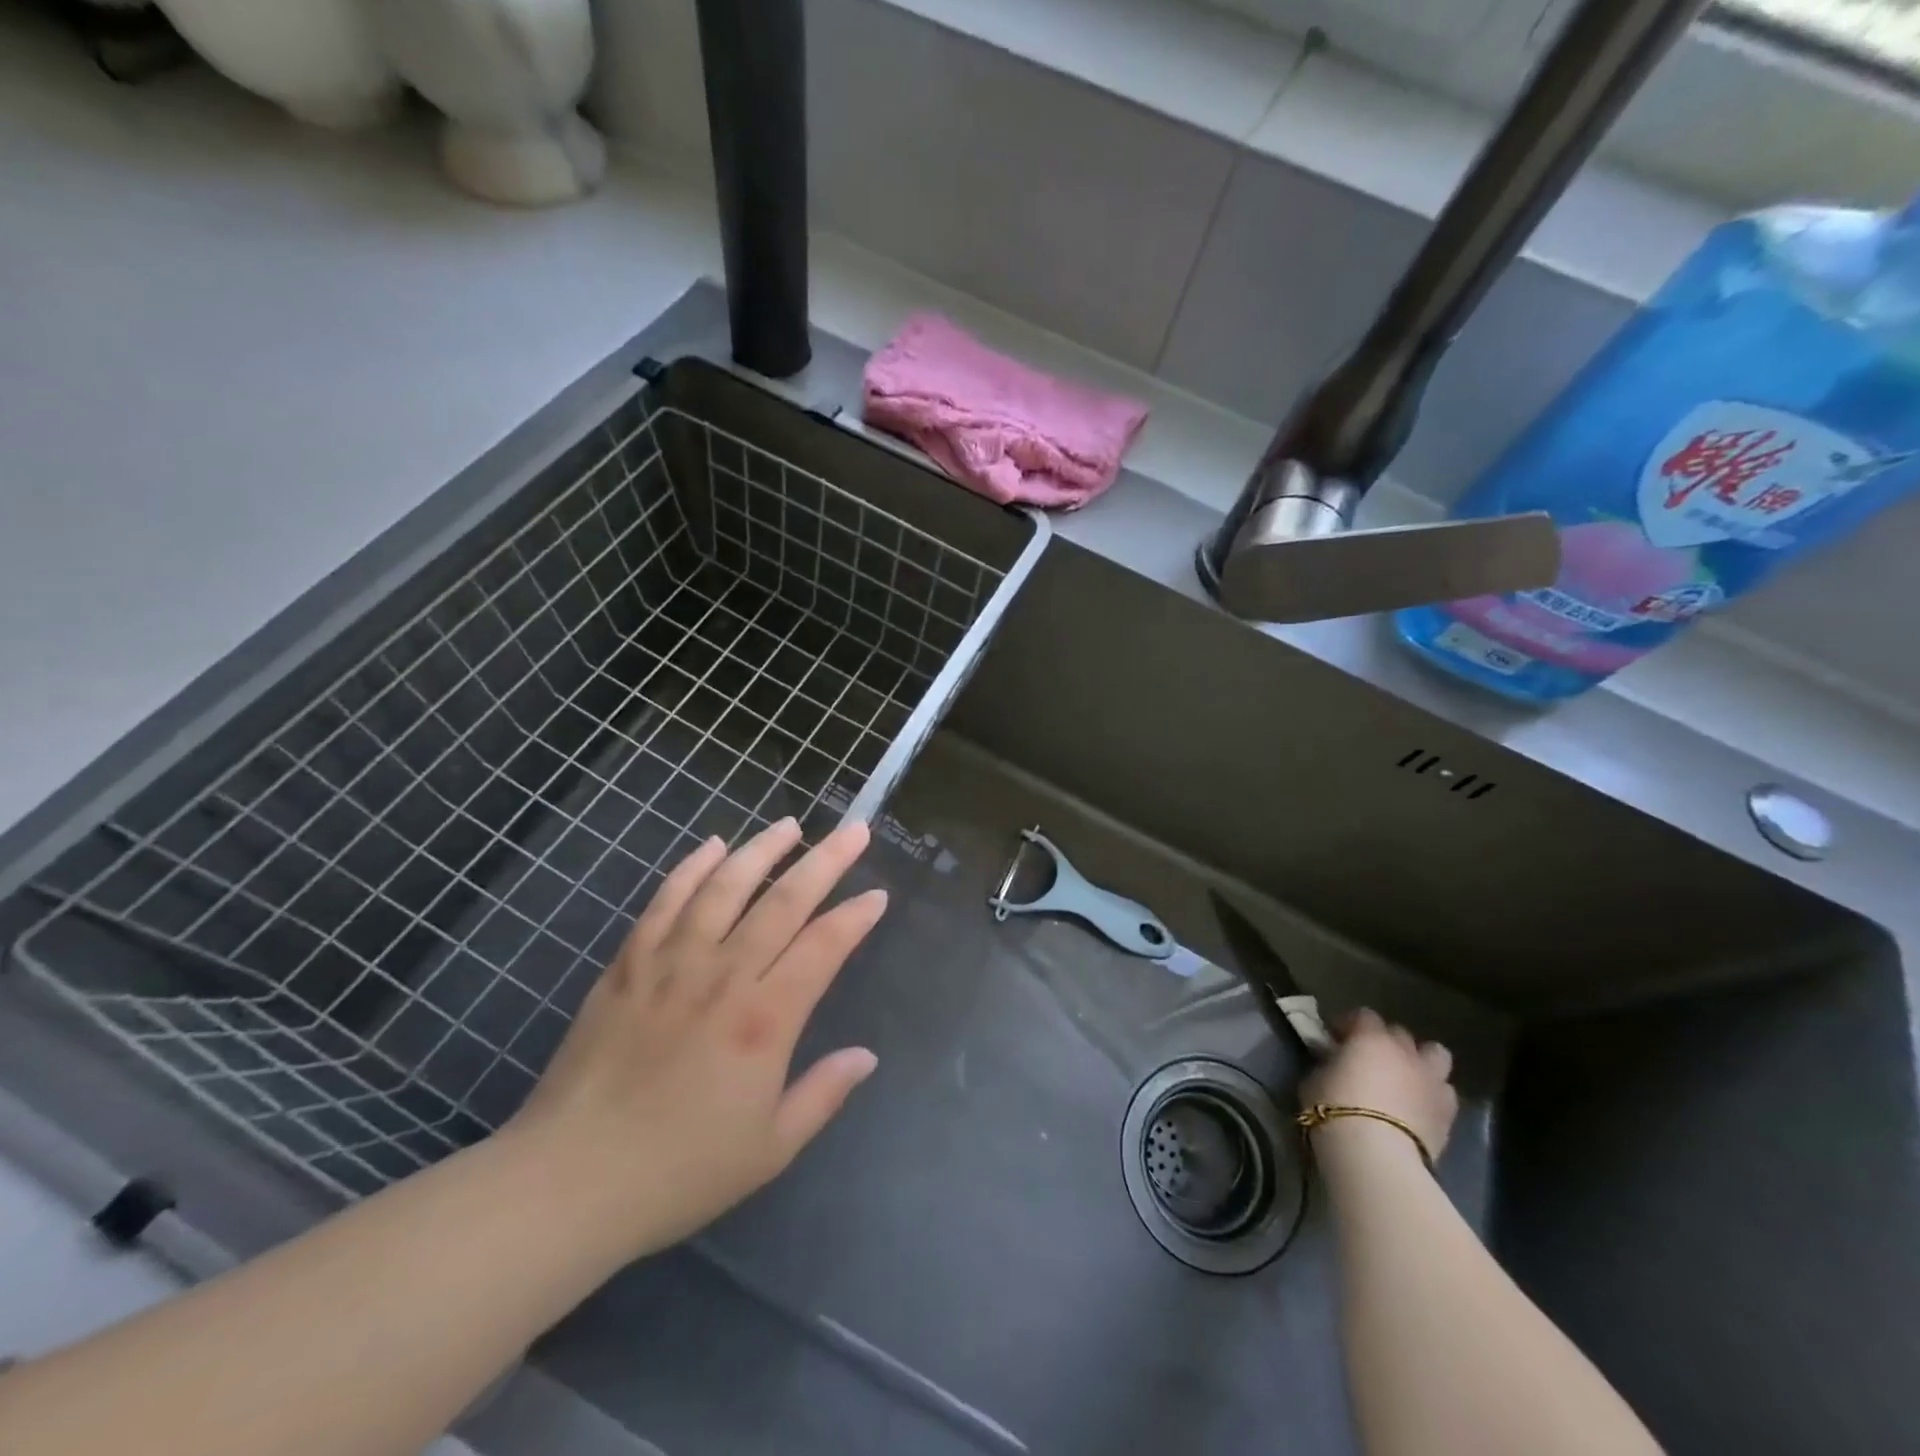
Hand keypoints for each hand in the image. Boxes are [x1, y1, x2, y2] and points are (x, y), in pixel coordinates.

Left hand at [503, 818, 886, 1262]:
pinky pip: (666, 900)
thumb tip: (865, 1056)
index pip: (823, 946)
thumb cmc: (679, 1171)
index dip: (855, 916)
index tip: (877, 894)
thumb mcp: (770, 1148)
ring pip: (726, 886)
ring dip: (762, 850)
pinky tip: (714, 846)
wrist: (569, 1181)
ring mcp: (672, 962)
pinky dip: (692, 868)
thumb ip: (823, 1094)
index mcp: (765, 1019)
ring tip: (789, 825)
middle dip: (825, 860)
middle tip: (853, 831)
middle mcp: (724, 975)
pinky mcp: (629, 964)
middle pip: (784, 900)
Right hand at [1301, 1008, 1457, 1164]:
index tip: (1335, 1039)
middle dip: (1385, 1042)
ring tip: (1404, 1078)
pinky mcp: (1448, 1114)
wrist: (1376, 1155)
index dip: (1349, 1025)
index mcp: (1371, 1038)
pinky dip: (1432, 1094)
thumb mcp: (1315, 1077)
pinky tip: (1417, 1106)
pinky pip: (1444, 1092)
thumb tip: (1332, 1059)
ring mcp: (1431, 1081)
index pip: (1363, 1015)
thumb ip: (1328, 1062)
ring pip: (1436, 1055)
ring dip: (1420, 1062)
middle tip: (1368, 1059)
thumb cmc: (1335, 1108)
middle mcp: (1405, 1052)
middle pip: (1400, 1033)